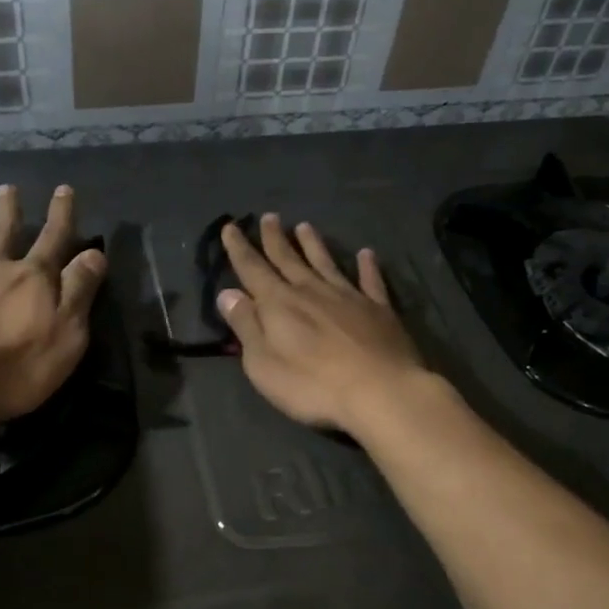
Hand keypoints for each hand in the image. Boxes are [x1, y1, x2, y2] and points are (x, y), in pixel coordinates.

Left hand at [0, 184, 106, 431]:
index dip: (62, 215)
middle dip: (9, 211)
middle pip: (4, 234)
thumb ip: (80, 290)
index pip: (54, 239)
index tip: (64, 190)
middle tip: (7, 188)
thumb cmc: (16, 366)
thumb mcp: (67, 332)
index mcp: (32, 278)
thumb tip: (95, 253)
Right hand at [216, 213, 426, 436]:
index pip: (253, 269)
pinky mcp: (379, 310)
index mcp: (279, 304)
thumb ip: (246, 326)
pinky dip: (367, 266)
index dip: (239, 248)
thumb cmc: (312, 385)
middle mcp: (312, 291)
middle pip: (288, 260)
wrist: (380, 391)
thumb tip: (228, 294)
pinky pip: (371, 281)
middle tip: (269, 217)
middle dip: (275, 239)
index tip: (230, 226)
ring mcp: (348, 297)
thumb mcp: (264, 364)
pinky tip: (366, 254)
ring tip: (305, 226)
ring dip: (313, 244)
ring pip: (326, 263)